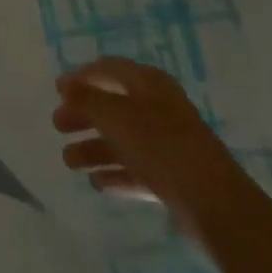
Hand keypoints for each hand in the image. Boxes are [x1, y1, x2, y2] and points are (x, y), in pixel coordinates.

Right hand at [51, 57, 241, 232]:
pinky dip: (116, 173)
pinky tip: (97, 183)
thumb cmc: (160, 146)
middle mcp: (158, 109)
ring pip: (122, 140)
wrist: (214, 203)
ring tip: (69, 162)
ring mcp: (167, 145)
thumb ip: (87, 99)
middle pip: (113, 107)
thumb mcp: (116, 116)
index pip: (109, 69)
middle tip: (58, 125)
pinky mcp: (173, 177)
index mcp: (149, 84)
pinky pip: (136, 169)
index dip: (82, 76)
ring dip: (94, 148)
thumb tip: (67, 86)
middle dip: (84, 115)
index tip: (58, 90)